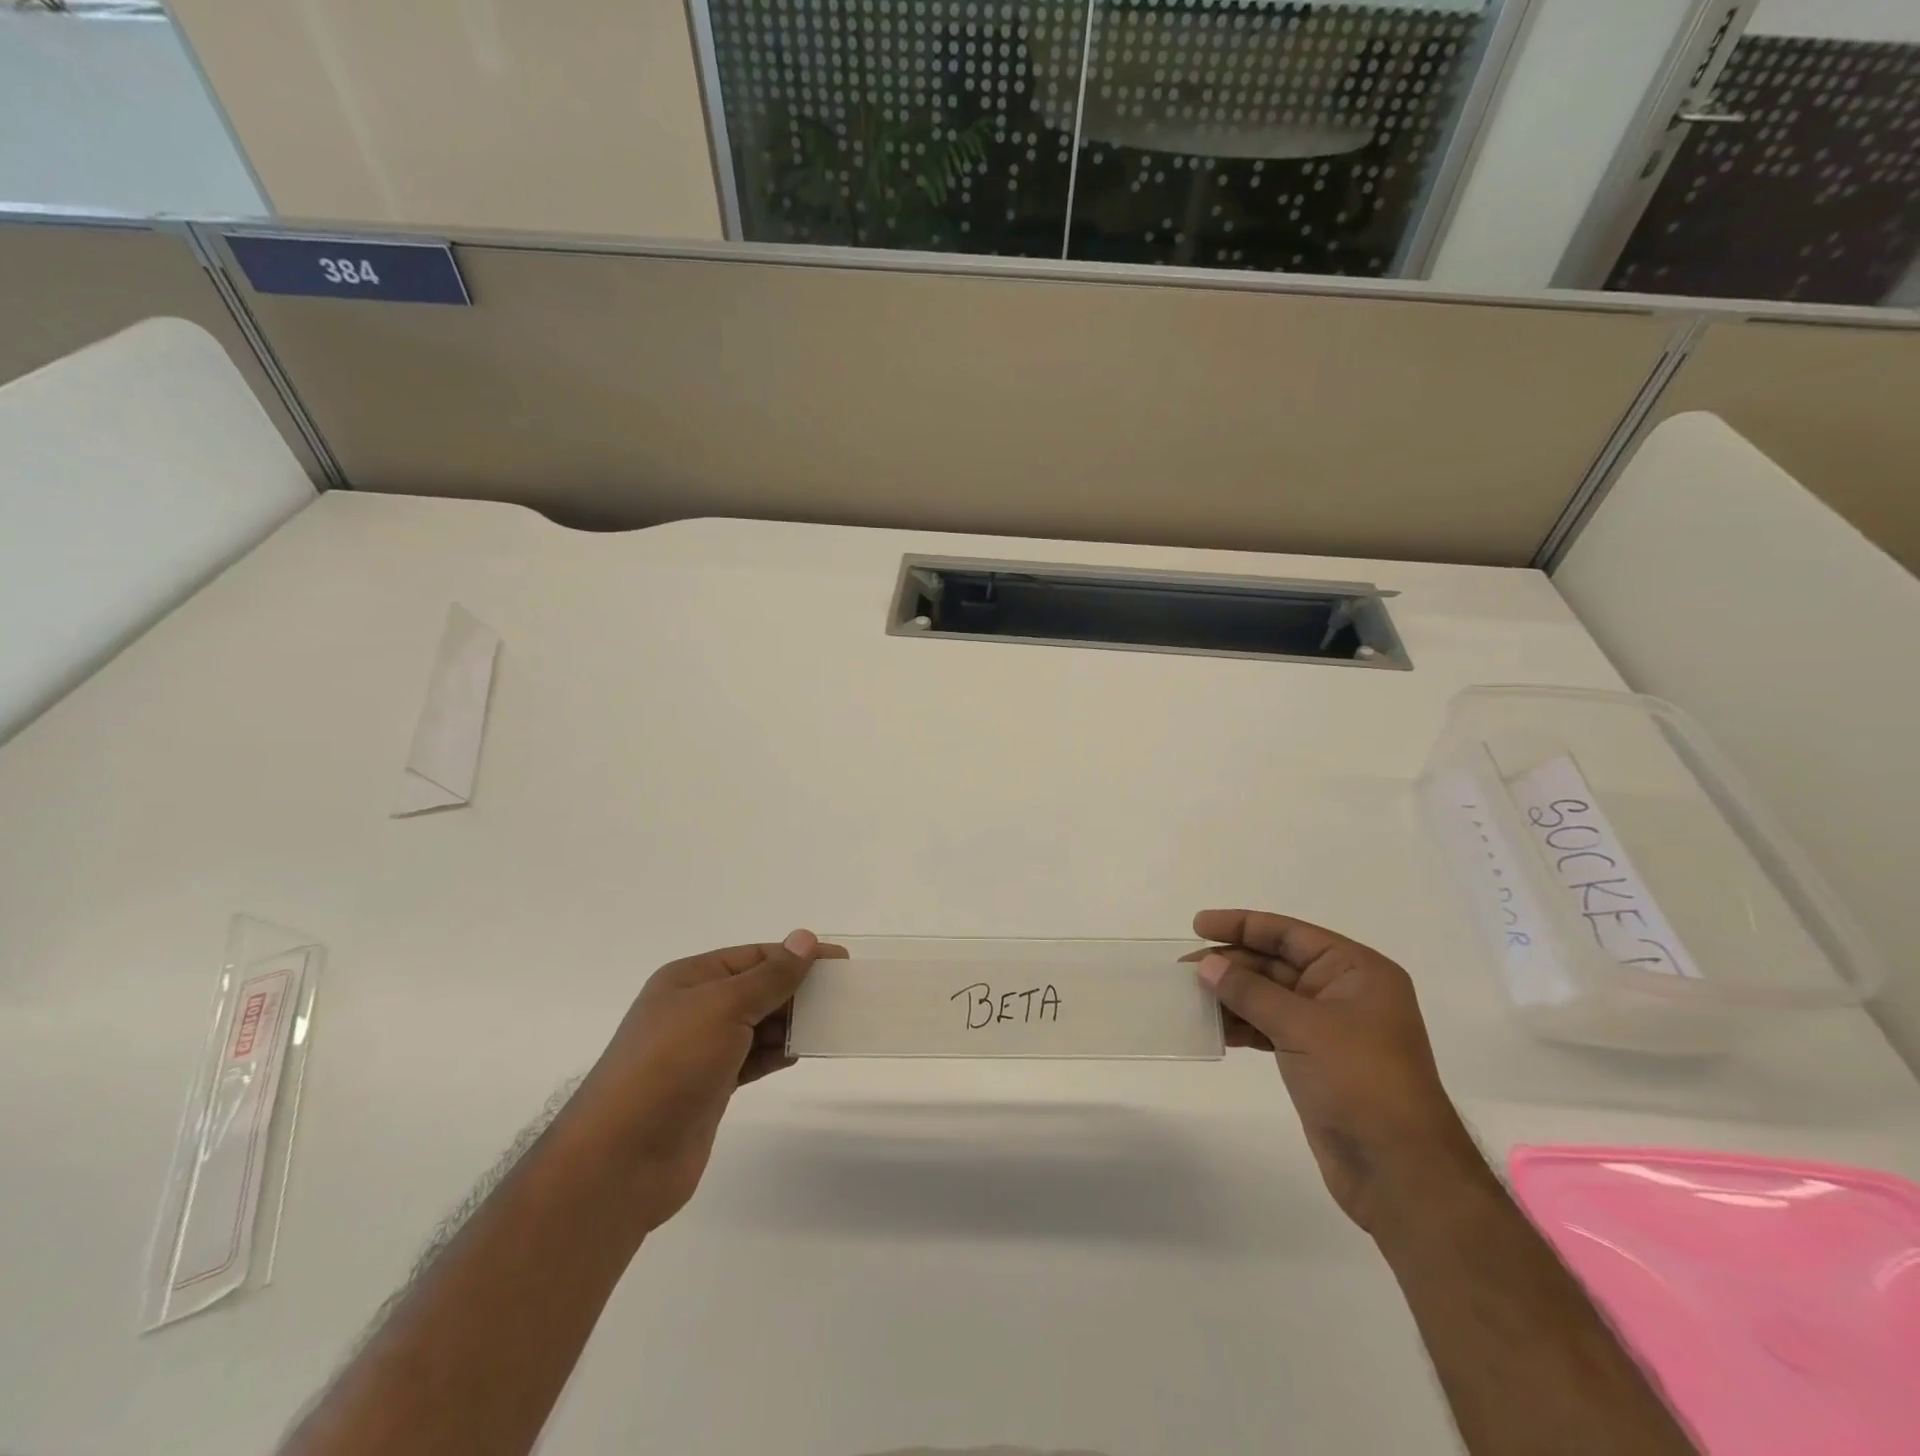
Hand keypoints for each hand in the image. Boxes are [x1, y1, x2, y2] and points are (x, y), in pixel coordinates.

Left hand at [566, 930, 843, 1231]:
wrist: (622, 1158)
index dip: (797, 956)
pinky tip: (801, 1052)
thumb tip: (804, 938)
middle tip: (844, 994)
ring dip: (791, 1022)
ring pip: (757, 1025)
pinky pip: (752, 1058)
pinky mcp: (710, 1087)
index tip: (840, 963)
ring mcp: (700, 1050)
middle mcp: (694, 1009)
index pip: (754, 956)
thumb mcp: (724, 1007)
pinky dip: (777, 1053)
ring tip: (832, 1022)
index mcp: (690, 979)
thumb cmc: (671, 1065)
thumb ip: (770, 976)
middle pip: (757, 988)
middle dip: (797, 989)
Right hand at [1191, 909, 1486, 1232]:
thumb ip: (1250, 991)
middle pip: (1275, 963)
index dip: (1242, 925)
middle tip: (1183, 970)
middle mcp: (1343, 991)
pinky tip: (1211, 1028)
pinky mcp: (1314, 1059)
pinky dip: (1241, 1025)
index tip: (1198, 926)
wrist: (1400, 1171)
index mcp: (1356, 971)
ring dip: (1230, 996)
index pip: (1289, 934)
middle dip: (1230, 964)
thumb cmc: (1360, 1082)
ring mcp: (1328, 1028)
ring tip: (1188, 998)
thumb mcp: (1303, 1027)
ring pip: (1268, 997)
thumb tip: (1207, 965)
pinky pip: (1268, 1027)